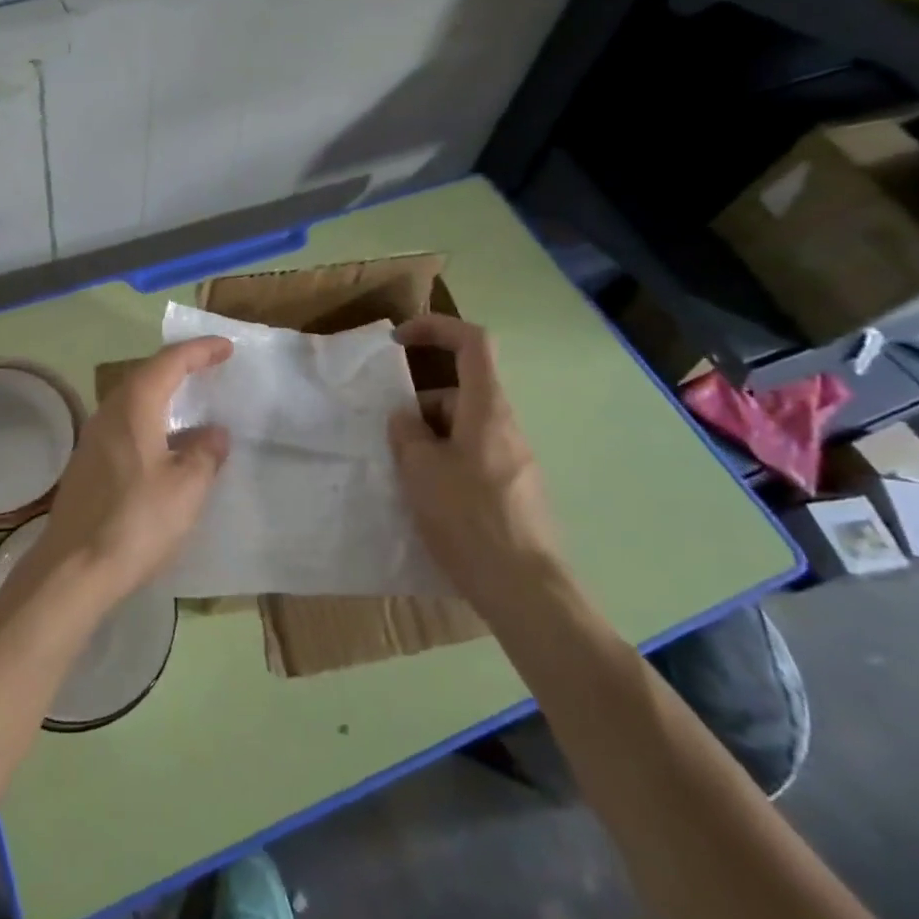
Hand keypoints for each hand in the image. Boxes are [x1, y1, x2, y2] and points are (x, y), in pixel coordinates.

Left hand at [29, 337, 232, 611]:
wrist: (73, 568)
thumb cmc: (136, 521)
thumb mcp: (186, 487)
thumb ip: (205, 453)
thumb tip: (214, 433)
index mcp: (134, 406)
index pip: (170, 361)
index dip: (199, 350)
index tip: (226, 348)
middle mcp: (109, 412)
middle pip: (146, 374)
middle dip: (179, 367)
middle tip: (210, 368)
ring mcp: (93, 438)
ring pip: (133, 400)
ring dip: (163, 394)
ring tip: (192, 403)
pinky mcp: (88, 463)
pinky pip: (125, 424)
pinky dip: (150, 420)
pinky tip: (166, 445)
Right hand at [388, 314, 561, 616]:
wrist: (526, 591)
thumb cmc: (469, 519)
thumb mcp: (421, 470)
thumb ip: (406, 433)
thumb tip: (406, 420)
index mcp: (487, 410)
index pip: (472, 343)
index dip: (435, 328)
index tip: (399, 340)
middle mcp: (506, 427)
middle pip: (460, 393)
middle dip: (420, 407)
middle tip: (392, 442)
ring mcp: (515, 461)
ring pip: (463, 431)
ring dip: (430, 441)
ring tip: (405, 479)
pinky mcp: (515, 492)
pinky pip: (473, 460)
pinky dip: (446, 466)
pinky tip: (429, 502)